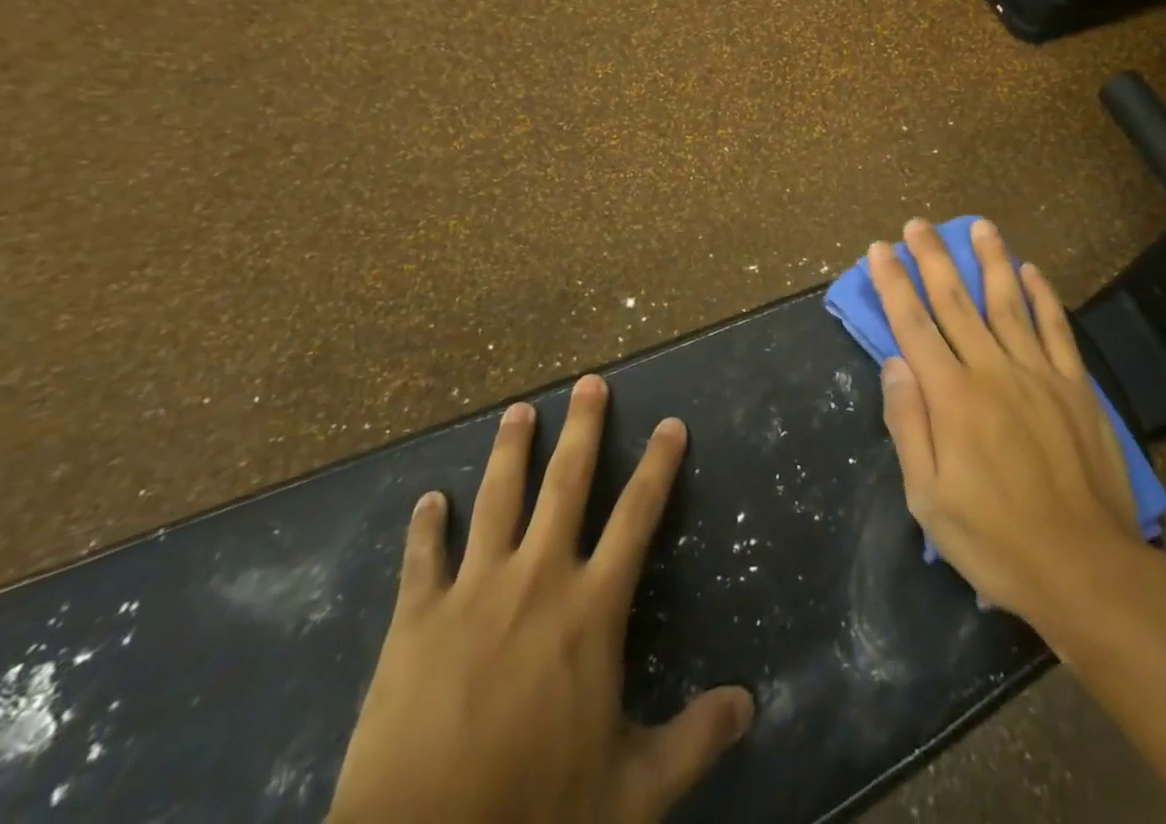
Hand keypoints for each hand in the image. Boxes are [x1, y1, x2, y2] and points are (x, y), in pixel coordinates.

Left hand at [328, 375, 754, 823]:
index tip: (671, 424)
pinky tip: (429, 501)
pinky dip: (426, 527)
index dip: (658, 466)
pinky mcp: (416, 620)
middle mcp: (537, 579)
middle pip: (565, 485)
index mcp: (591, 609)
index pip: (637, 517)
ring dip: (509, 451)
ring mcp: (473, 592)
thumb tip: (749, 704)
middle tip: (588, 383)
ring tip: (518, 411)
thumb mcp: (631, 790)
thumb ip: (693, 740)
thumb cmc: (535, 814)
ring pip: (496, 500)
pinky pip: (423, 559)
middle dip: (581, 429)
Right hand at [871, 219, 1147, 629]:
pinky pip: (1055, 328)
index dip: (893, 284)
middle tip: (918, 224)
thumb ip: (908, 424)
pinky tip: (1031, 271)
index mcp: (951, 397)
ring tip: (978, 226)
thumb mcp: (928, 499)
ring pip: (1008, 302)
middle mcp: (992, 370)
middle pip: (955, 301)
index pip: (913, 325)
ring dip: (990, 260)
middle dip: (932, 259)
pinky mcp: (1074, 386)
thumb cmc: (995, 540)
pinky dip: (1042, 296)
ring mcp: (1038, 374)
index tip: (880, 251)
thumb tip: (894, 362)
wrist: (1085, 568)